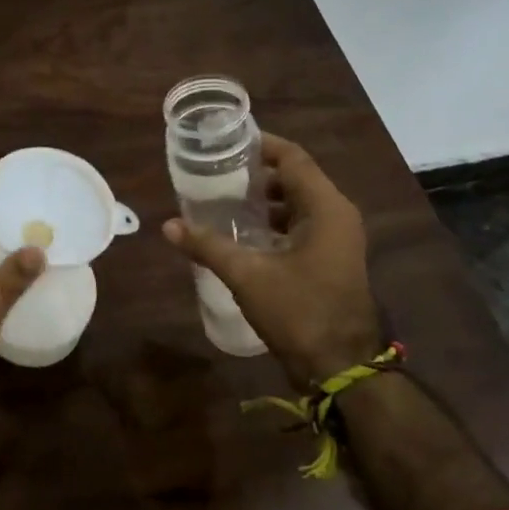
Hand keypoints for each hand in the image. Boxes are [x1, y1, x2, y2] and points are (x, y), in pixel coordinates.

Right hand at [161, 134, 379, 389]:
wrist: (340, 368)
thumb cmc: (299, 312)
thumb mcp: (247, 276)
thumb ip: (208, 246)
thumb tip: (168, 225)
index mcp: (326, 209)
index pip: (293, 159)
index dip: (261, 145)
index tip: (226, 141)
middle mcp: (337, 216)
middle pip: (295, 178)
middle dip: (256, 172)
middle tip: (215, 170)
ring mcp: (337, 240)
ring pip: (297, 204)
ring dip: (262, 199)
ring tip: (221, 198)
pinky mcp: (330, 260)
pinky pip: (300, 226)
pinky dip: (272, 222)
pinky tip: (240, 232)